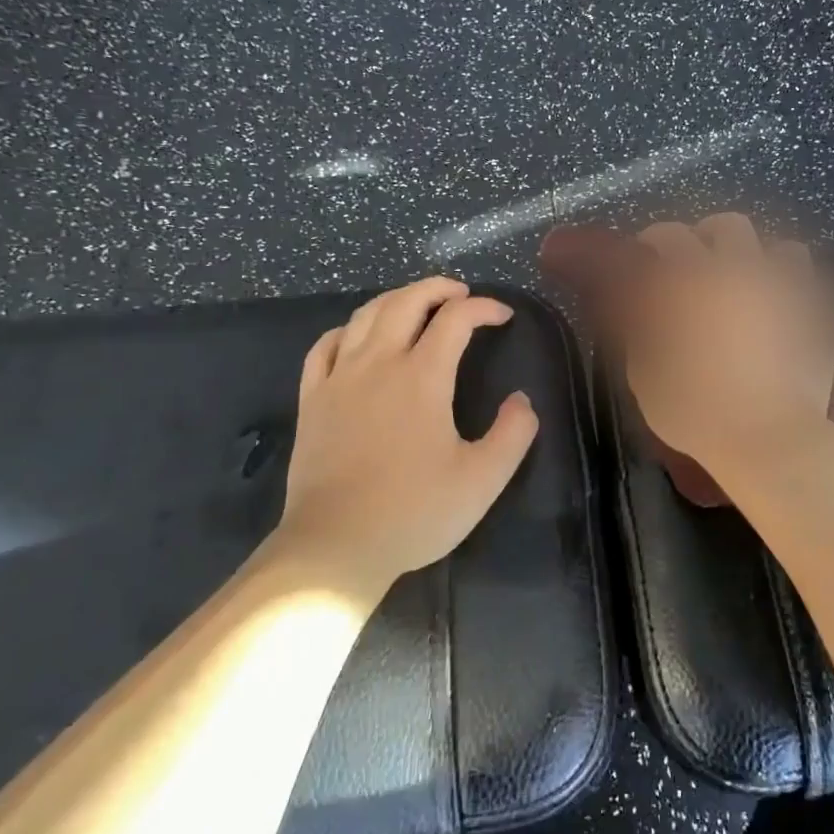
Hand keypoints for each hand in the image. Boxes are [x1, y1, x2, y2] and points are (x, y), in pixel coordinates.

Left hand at [267, 278, 538, 587]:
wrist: (336, 545)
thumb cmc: (414, 512)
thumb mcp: (483, 480)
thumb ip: (513, 434)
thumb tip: (522, 400)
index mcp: (422, 377)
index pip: (455, 319)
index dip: (484, 308)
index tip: (503, 316)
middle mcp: (378, 363)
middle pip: (406, 301)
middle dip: (438, 288)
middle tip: (461, 294)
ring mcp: (338, 379)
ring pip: (365, 315)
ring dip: (396, 299)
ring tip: (417, 305)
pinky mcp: (312, 400)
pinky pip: (325, 346)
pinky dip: (347, 329)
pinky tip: (357, 336)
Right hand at [623, 215, 833, 475]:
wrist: (766, 441)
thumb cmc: (695, 409)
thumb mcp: (645, 376)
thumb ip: (643, 336)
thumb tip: (647, 315)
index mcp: (697, 281)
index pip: (671, 236)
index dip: (654, 238)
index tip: (646, 252)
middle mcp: (746, 274)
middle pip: (732, 226)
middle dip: (711, 235)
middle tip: (700, 261)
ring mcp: (791, 296)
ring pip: (790, 252)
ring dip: (770, 263)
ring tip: (759, 288)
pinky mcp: (824, 326)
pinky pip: (832, 304)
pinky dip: (817, 308)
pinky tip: (805, 323)